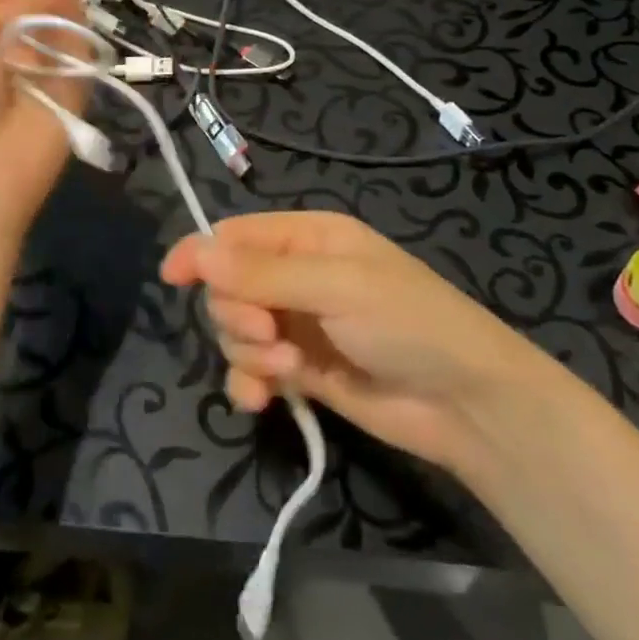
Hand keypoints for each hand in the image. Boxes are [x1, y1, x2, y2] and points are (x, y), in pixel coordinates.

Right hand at [161, 211, 523, 470]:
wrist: (465, 404)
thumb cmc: (408, 323)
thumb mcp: (337, 287)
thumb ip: (263, 272)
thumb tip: (195, 252)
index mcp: (308, 237)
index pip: (236, 235)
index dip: (202, 253)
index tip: (173, 278)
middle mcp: (297, 275)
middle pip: (229, 285)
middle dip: (237, 311)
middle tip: (268, 334)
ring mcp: (297, 324)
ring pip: (235, 329)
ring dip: (248, 351)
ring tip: (286, 368)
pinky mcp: (300, 369)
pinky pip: (251, 369)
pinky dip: (249, 382)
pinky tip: (261, 400)